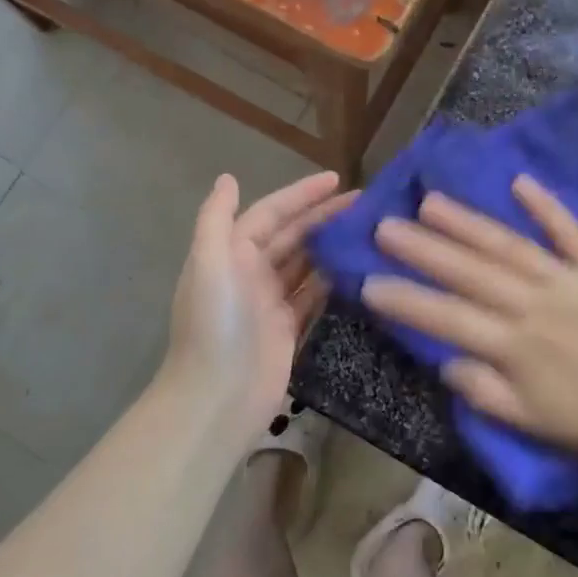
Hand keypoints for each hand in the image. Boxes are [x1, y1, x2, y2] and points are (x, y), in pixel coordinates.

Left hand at [162, 170, 351, 445]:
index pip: (272, 213)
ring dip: (332, 245)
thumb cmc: (214, 325)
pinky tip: (359, 268)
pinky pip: (314, 295)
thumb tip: (227, 178)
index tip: (337, 179)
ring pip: (307, 263)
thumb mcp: (208, 264)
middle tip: (365, 203)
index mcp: (232, 253)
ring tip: (369, 230)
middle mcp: (251, 272)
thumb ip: (216, 219)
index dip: (302, 195)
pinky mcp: (288, 329)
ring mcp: (271, 302)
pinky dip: (333, 280)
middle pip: (293, 235)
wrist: (216, 399)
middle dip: (324, 216)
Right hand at [361, 176, 577, 469]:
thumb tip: (446, 362)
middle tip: (385, 225)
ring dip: (468, 222)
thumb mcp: (543, 428)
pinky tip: (520, 182)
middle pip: (471, 272)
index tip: (368, 281)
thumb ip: (490, 395)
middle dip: (424, 249)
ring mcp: (569, 279)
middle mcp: (535, 304)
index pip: (449, 318)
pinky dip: (545, 206)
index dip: (406, 300)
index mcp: (518, 348)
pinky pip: (571, 232)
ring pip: (509, 246)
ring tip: (431, 200)